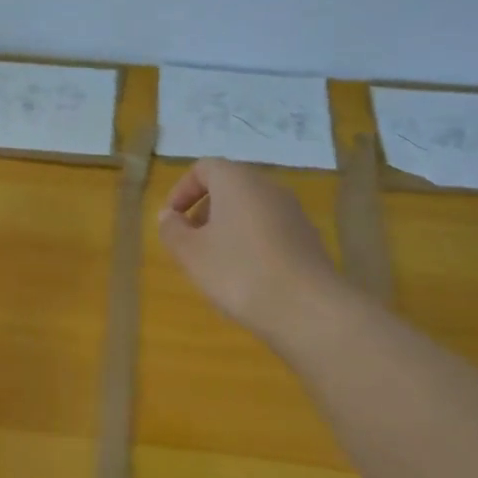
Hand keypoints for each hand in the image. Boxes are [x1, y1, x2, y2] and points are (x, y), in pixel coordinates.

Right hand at [158, 159, 344, 341]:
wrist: (309, 309)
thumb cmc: (239, 272)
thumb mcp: (191, 254)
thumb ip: (172, 230)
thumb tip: (169, 216)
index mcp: (237, 181)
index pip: (204, 168)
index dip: (182, 190)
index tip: (171, 219)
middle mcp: (268, 187)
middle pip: (229, 187)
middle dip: (204, 210)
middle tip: (190, 242)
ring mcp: (293, 212)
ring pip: (250, 209)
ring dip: (227, 228)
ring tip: (215, 263)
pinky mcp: (308, 238)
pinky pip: (270, 229)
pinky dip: (251, 242)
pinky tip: (246, 276)